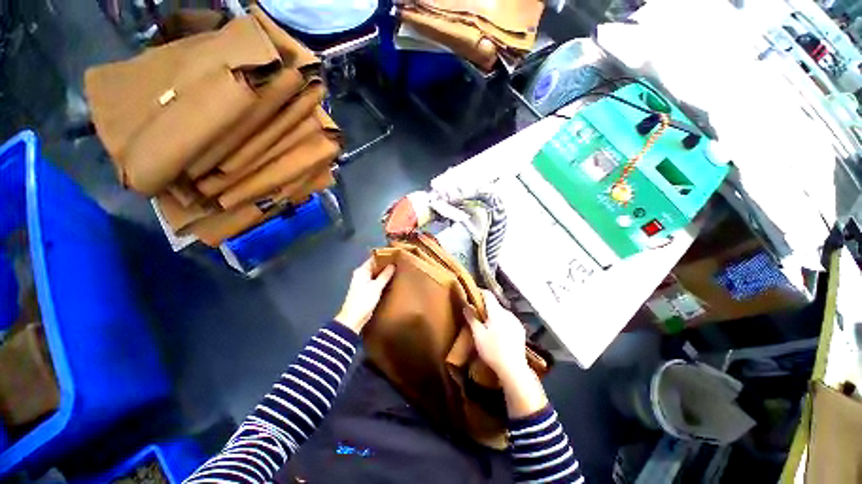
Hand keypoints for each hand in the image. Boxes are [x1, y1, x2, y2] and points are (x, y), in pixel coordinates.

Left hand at [335, 259, 394, 333]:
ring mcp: (364, 282)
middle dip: (386, 264)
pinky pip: (377, 281)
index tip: (395, 255)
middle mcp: (362, 274)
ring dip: (385, 272)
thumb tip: (393, 265)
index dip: (384, 256)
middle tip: (399, 262)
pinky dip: (383, 280)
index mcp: (362, 271)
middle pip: (375, 266)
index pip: (374, 259)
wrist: (353, 319)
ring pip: (377, 274)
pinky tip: (392, 279)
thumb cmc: (363, 300)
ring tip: (398, 269)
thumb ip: (385, 275)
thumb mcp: (376, 287)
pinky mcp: (367, 290)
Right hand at [466, 290, 547, 417]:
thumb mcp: (478, 335)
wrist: (514, 369)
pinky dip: (501, 322)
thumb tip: (466, 306)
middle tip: (476, 313)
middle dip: (485, 306)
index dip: (479, 292)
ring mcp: (516, 321)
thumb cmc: (492, 350)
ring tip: (486, 324)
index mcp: (497, 312)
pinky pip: (508, 320)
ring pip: (502, 313)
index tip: (472, 294)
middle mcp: (508, 313)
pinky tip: (498, 333)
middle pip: (495, 304)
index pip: (488, 294)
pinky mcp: (520, 330)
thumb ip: (471, 318)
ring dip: (493, 315)